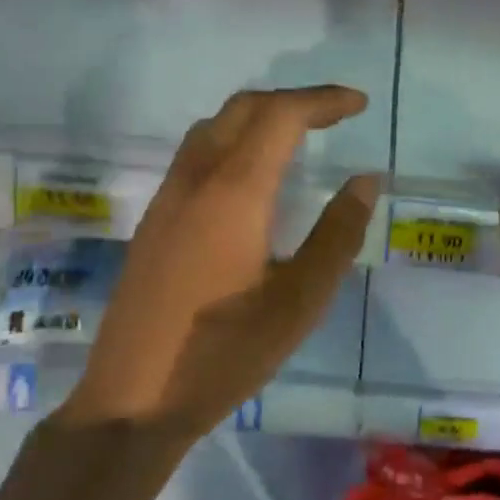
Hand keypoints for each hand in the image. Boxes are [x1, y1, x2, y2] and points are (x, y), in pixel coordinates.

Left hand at [67, 85, 378, 436]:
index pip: (280, 117)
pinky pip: (195, 155)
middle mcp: (194, 181)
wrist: (134, 399)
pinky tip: (250, 180)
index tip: (359, 105)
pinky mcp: (153, 223)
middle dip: (291, 101)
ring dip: (257, 118)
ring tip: (296, 138)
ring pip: (211, 129)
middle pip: (241, 109)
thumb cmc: (226, 353)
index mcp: (233, 194)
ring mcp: (166, 200)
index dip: (322, 101)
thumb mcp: (300, 300)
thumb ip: (337, 234)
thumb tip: (365, 181)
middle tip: (334, 116)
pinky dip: (232, 142)